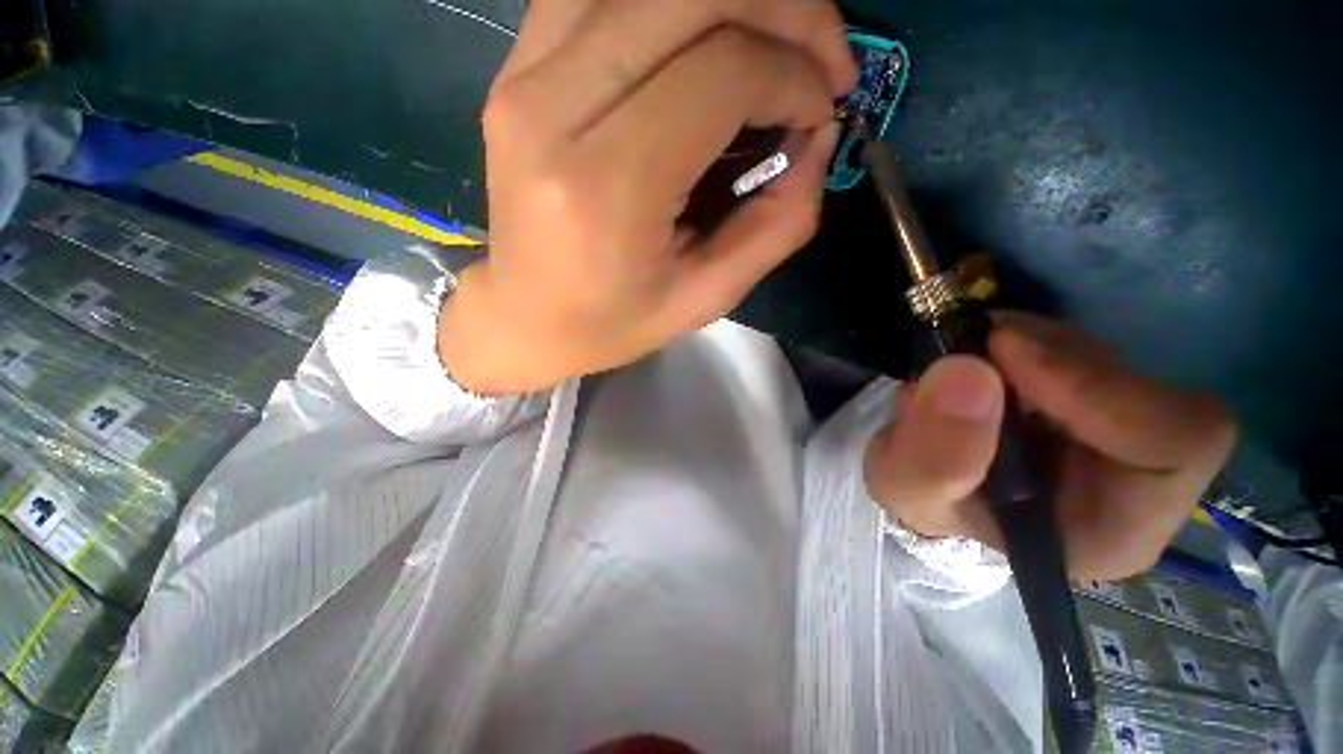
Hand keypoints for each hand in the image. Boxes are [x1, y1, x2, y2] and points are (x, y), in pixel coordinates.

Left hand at [439, 0, 855, 393]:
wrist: (526, 317)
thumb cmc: (613, 322)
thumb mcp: (706, 297)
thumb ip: (778, 223)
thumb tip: (817, 136)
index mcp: (606, 186)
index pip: (722, 72)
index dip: (794, 77)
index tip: (819, 114)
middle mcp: (553, 109)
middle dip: (785, 8)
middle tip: (821, 59)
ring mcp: (522, 76)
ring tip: (773, 42)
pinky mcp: (515, 68)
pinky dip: (673, 3)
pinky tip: (704, 41)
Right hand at [864, 312, 1236, 580]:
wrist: (924, 478)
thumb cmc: (924, 500)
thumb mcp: (908, 490)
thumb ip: (934, 455)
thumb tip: (966, 371)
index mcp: (1115, 527)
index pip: (1177, 444)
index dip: (1100, 388)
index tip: (1004, 353)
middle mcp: (1137, 478)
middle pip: (1141, 385)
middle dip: (1047, 356)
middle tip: (972, 346)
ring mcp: (1120, 429)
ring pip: (1104, 356)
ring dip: (1026, 342)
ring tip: (960, 359)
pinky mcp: (1092, 393)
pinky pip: (1075, 345)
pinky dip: (1020, 337)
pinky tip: (976, 358)